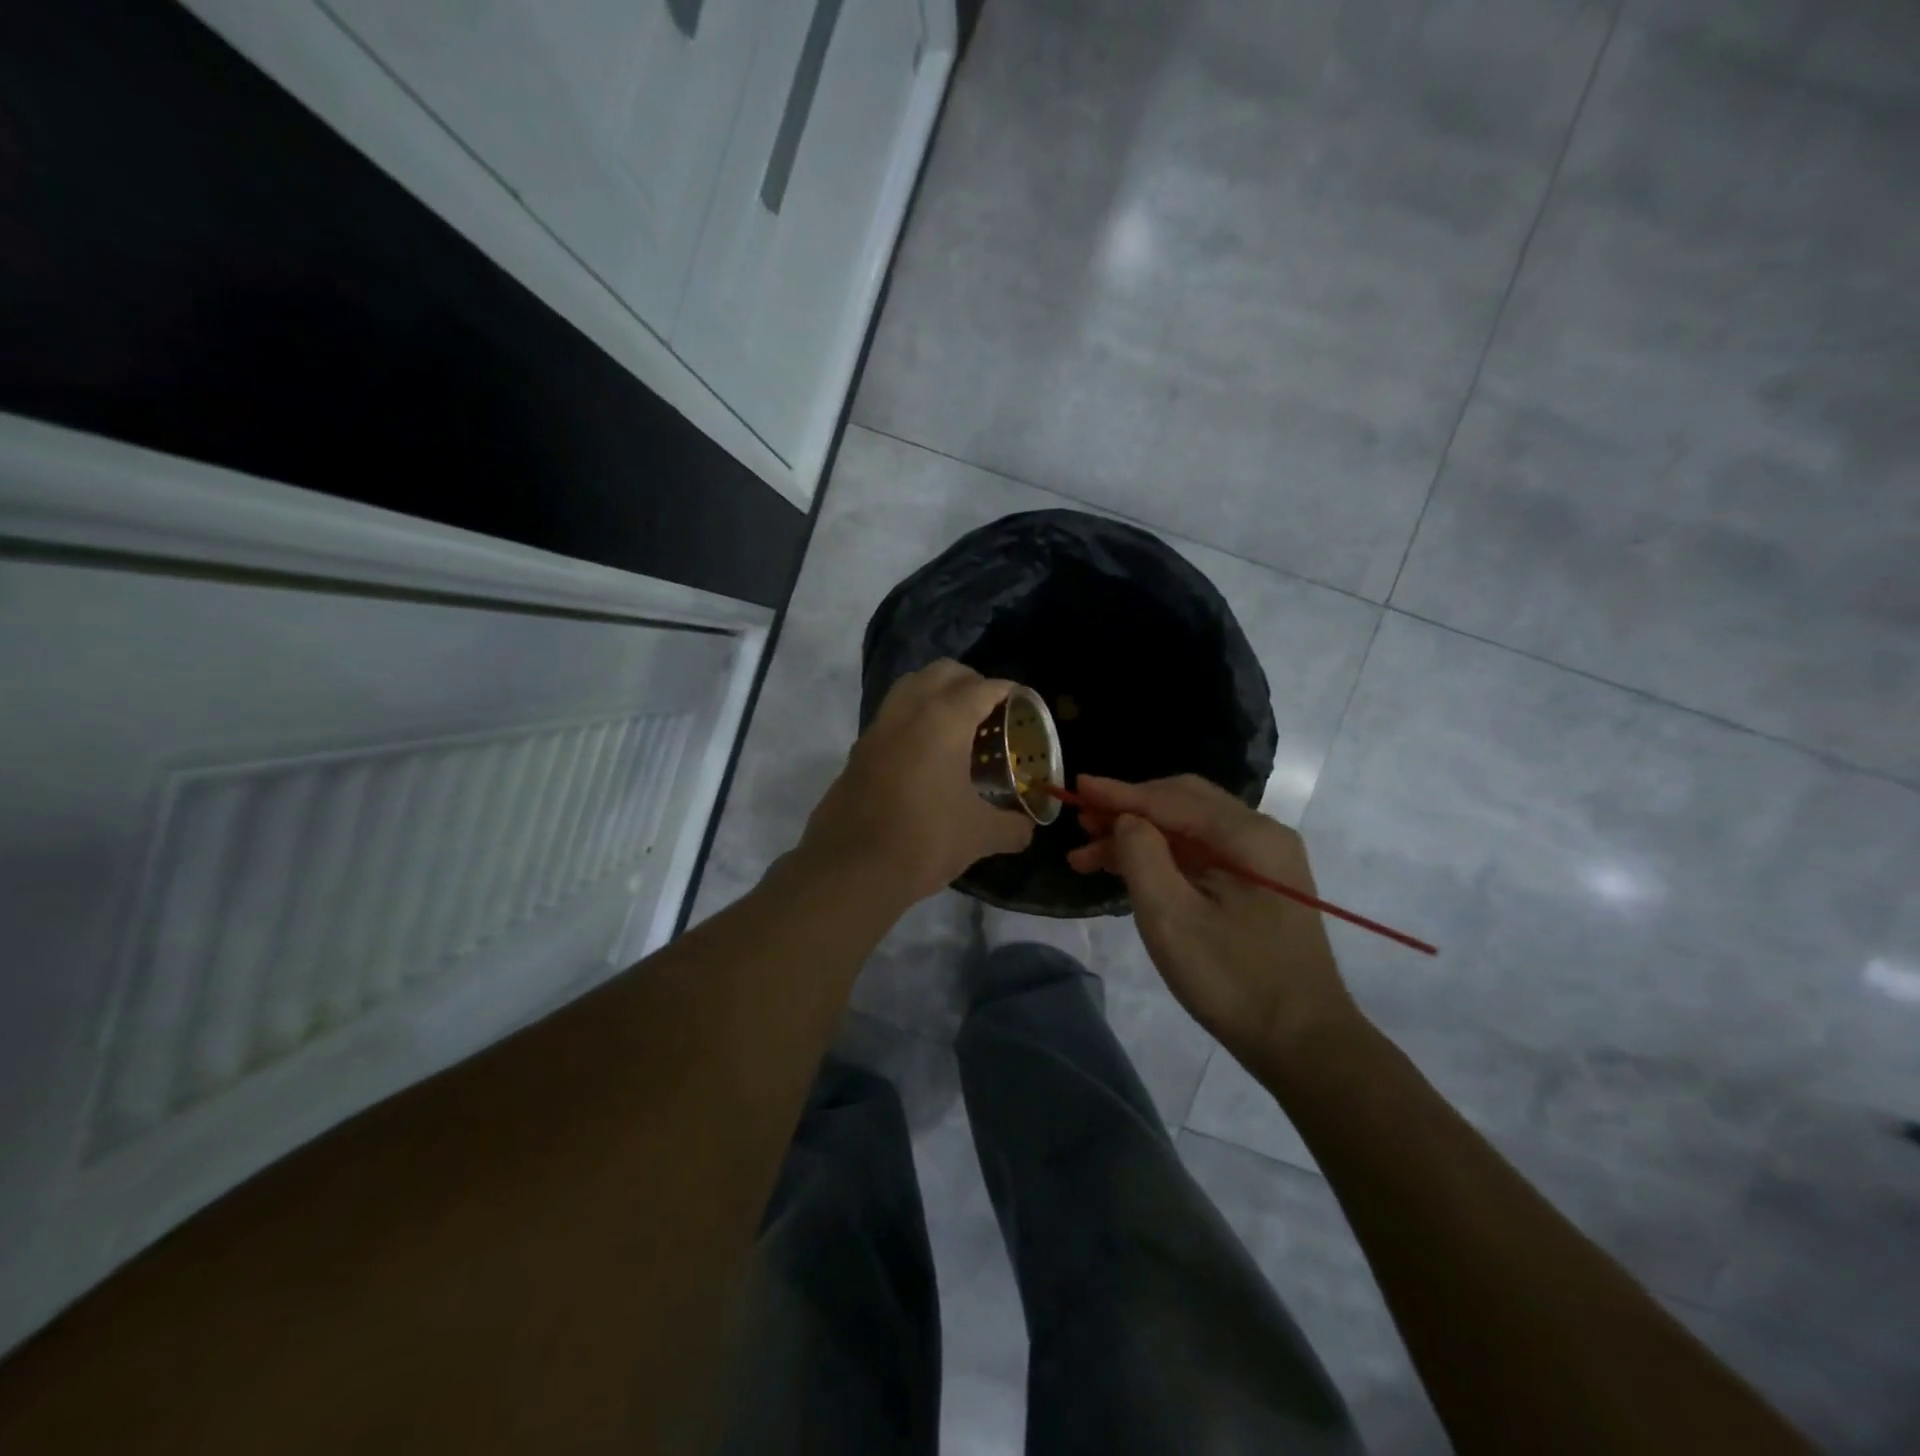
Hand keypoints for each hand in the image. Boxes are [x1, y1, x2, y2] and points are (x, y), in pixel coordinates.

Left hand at [798, 661, 1033, 907]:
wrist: (851, 869)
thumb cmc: (925, 840)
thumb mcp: (979, 835)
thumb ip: (1011, 827)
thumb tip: (1026, 830)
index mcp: (943, 720)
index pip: (981, 687)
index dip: (1006, 690)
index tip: (1021, 701)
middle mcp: (908, 712)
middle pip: (942, 673)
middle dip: (970, 681)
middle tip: (989, 709)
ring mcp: (877, 730)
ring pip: (909, 687)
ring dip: (935, 693)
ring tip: (956, 725)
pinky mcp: (858, 752)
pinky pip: (890, 717)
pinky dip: (912, 719)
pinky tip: (925, 755)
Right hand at [1068, 775, 1359, 1059]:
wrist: (1303, 1043)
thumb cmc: (1233, 981)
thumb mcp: (1171, 918)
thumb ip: (1141, 856)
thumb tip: (1126, 819)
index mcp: (1248, 835)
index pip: (1170, 799)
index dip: (1119, 793)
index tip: (1075, 786)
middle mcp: (1261, 834)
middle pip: (1182, 803)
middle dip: (1128, 810)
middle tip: (1081, 823)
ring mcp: (1263, 859)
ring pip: (1189, 828)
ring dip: (1140, 835)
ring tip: (1088, 855)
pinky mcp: (1259, 883)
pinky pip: (1201, 853)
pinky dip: (1162, 856)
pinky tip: (1127, 870)